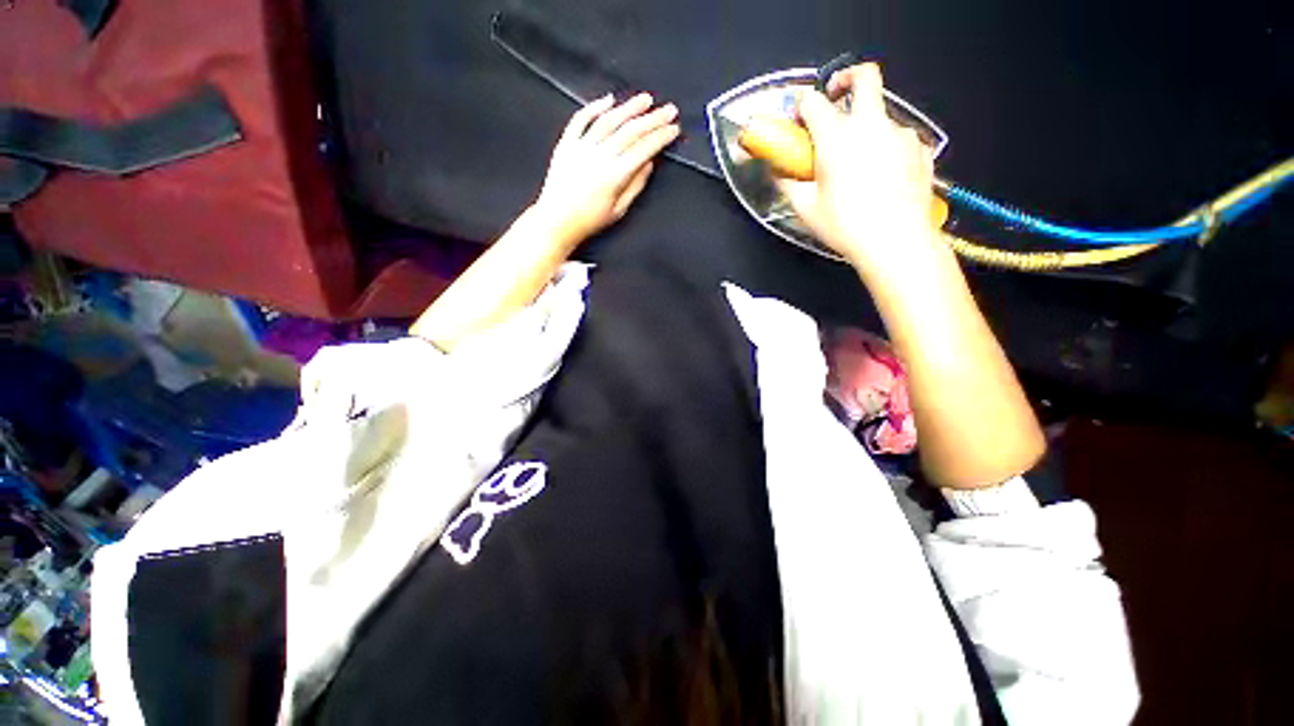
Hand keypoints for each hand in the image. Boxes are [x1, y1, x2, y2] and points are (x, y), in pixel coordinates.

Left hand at [533, 93, 679, 246]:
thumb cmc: (590, 221)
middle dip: (652, 119)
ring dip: (629, 108)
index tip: (674, 129)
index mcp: (615, 175)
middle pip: (630, 131)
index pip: (643, 149)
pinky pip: (580, 119)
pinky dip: (595, 107)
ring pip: (608, 121)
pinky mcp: (566, 143)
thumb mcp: (619, 210)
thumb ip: (635, 185)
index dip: (661, 137)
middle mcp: (599, 156)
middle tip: (669, 109)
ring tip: (645, 99)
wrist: (556, 220)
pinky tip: (609, 100)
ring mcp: (581, 147)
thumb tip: (649, 163)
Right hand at [780, 64, 943, 278]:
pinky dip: (888, 149)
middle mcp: (870, 125)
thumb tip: (779, 175)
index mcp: (836, 137)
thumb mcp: (806, 209)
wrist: (896, 239)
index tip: (800, 117)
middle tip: (837, 95)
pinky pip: (900, 139)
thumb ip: (789, 185)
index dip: (803, 105)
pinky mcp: (920, 150)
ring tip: (859, 163)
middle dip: (846, 78)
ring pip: (882, 115)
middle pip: (865, 76)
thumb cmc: (845, 225)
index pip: (813, 102)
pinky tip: (883, 176)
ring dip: (867, 128)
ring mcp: (900, 134)